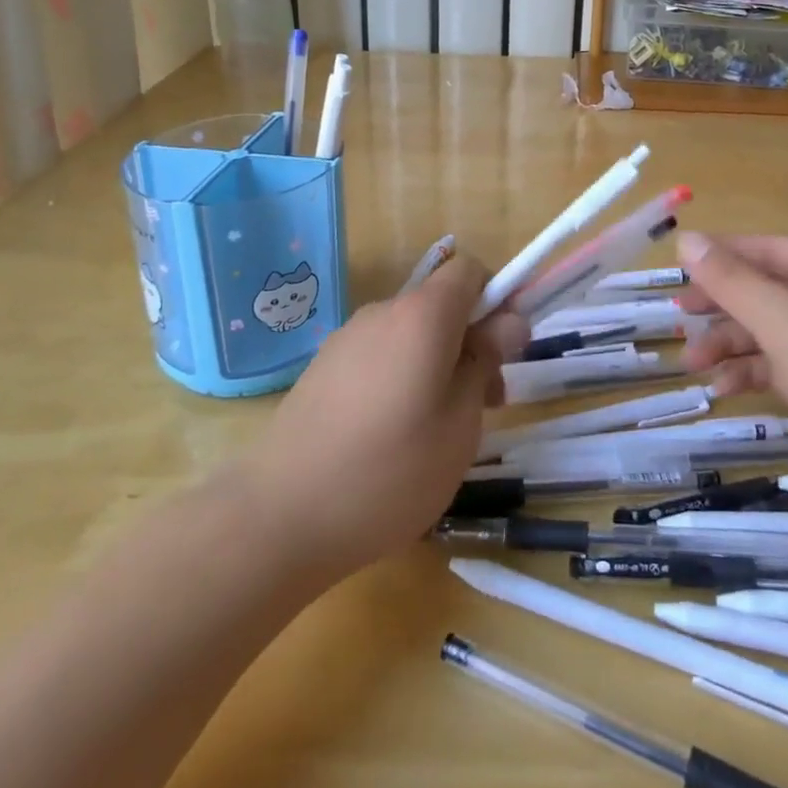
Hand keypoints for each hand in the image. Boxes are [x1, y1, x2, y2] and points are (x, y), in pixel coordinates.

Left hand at [236, 254, 526, 585]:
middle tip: (486, 405)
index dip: (498, 299)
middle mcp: (383, 312)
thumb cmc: (390, 471)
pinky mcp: (323, 369)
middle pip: (442, 305)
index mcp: (422, 315)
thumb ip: (487, 360)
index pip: (470, 270)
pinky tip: (394, 438)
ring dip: (439, 364)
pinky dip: (402, 378)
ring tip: (440, 431)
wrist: (280, 517)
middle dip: (473, 342)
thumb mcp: (461, 421)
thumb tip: (508, 320)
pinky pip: (380, 356)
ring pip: (412, 334)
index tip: (506, 351)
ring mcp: (347, 339)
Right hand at [677, 232, 787, 553]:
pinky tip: (722, 391)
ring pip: (769, 331)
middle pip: (764, 289)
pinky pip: (781, 368)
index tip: (673, 274)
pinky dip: (750, 374)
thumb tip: (688, 239)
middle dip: (720, 303)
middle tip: (677, 319)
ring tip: (692, 363)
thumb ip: (734, 281)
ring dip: (729, 343)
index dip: (718, 257)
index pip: (765, 249)